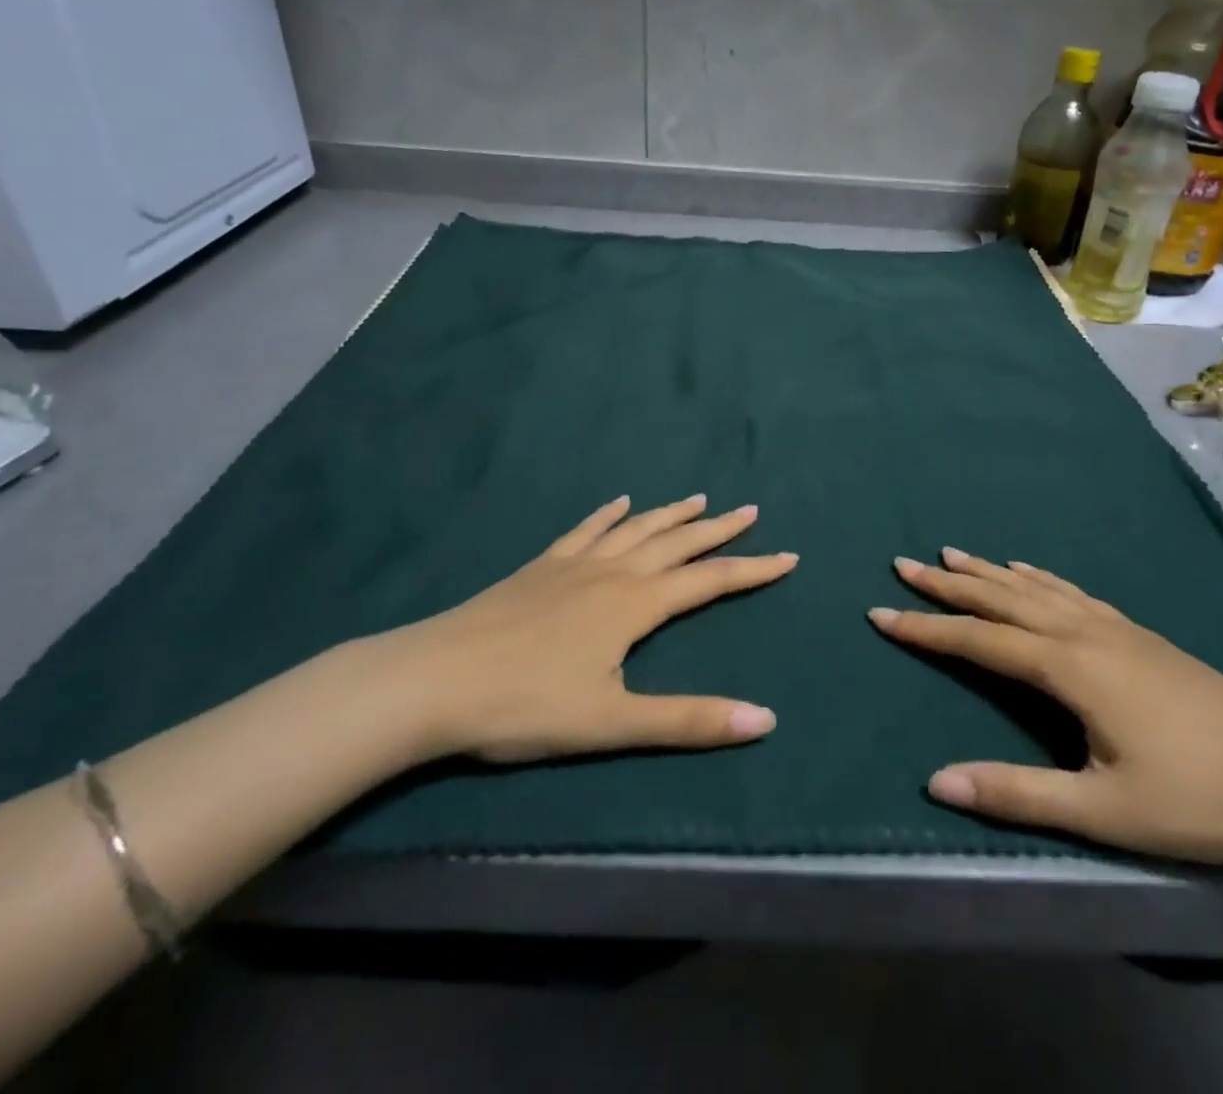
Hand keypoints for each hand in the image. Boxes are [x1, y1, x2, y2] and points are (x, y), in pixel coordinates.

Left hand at [374, 494, 794, 763]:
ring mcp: (573, 564)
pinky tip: (618, 503)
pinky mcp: (540, 567)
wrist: (433, 679)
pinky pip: (585, 530)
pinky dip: (608, 515)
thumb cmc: (524, 705)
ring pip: (636, 529)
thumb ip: (688, 720)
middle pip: (677, 543)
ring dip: (671, 514)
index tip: (789, 556)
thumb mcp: (612, 723)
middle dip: (718, 529)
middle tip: (750, 511)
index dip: (753, 569)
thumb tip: (765, 720)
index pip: (710, 580)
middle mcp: (612, 572)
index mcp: (635, 604)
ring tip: (699, 498)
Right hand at [869, 548, 1222, 866]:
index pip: (978, 641)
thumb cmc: (1199, 799)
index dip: (926, 628)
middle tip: (903, 565)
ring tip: (951, 555)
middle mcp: (1083, 632)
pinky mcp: (1137, 633)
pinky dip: (1036, 577)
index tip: (880, 612)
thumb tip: (937, 782)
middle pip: (1000, 599)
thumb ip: (1017, 793)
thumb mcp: (1104, 810)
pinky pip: (1069, 591)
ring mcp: (1114, 627)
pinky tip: (1028, 572)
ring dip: (987, 572)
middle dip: (948, 584)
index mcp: (1069, 666)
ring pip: (1033, 588)